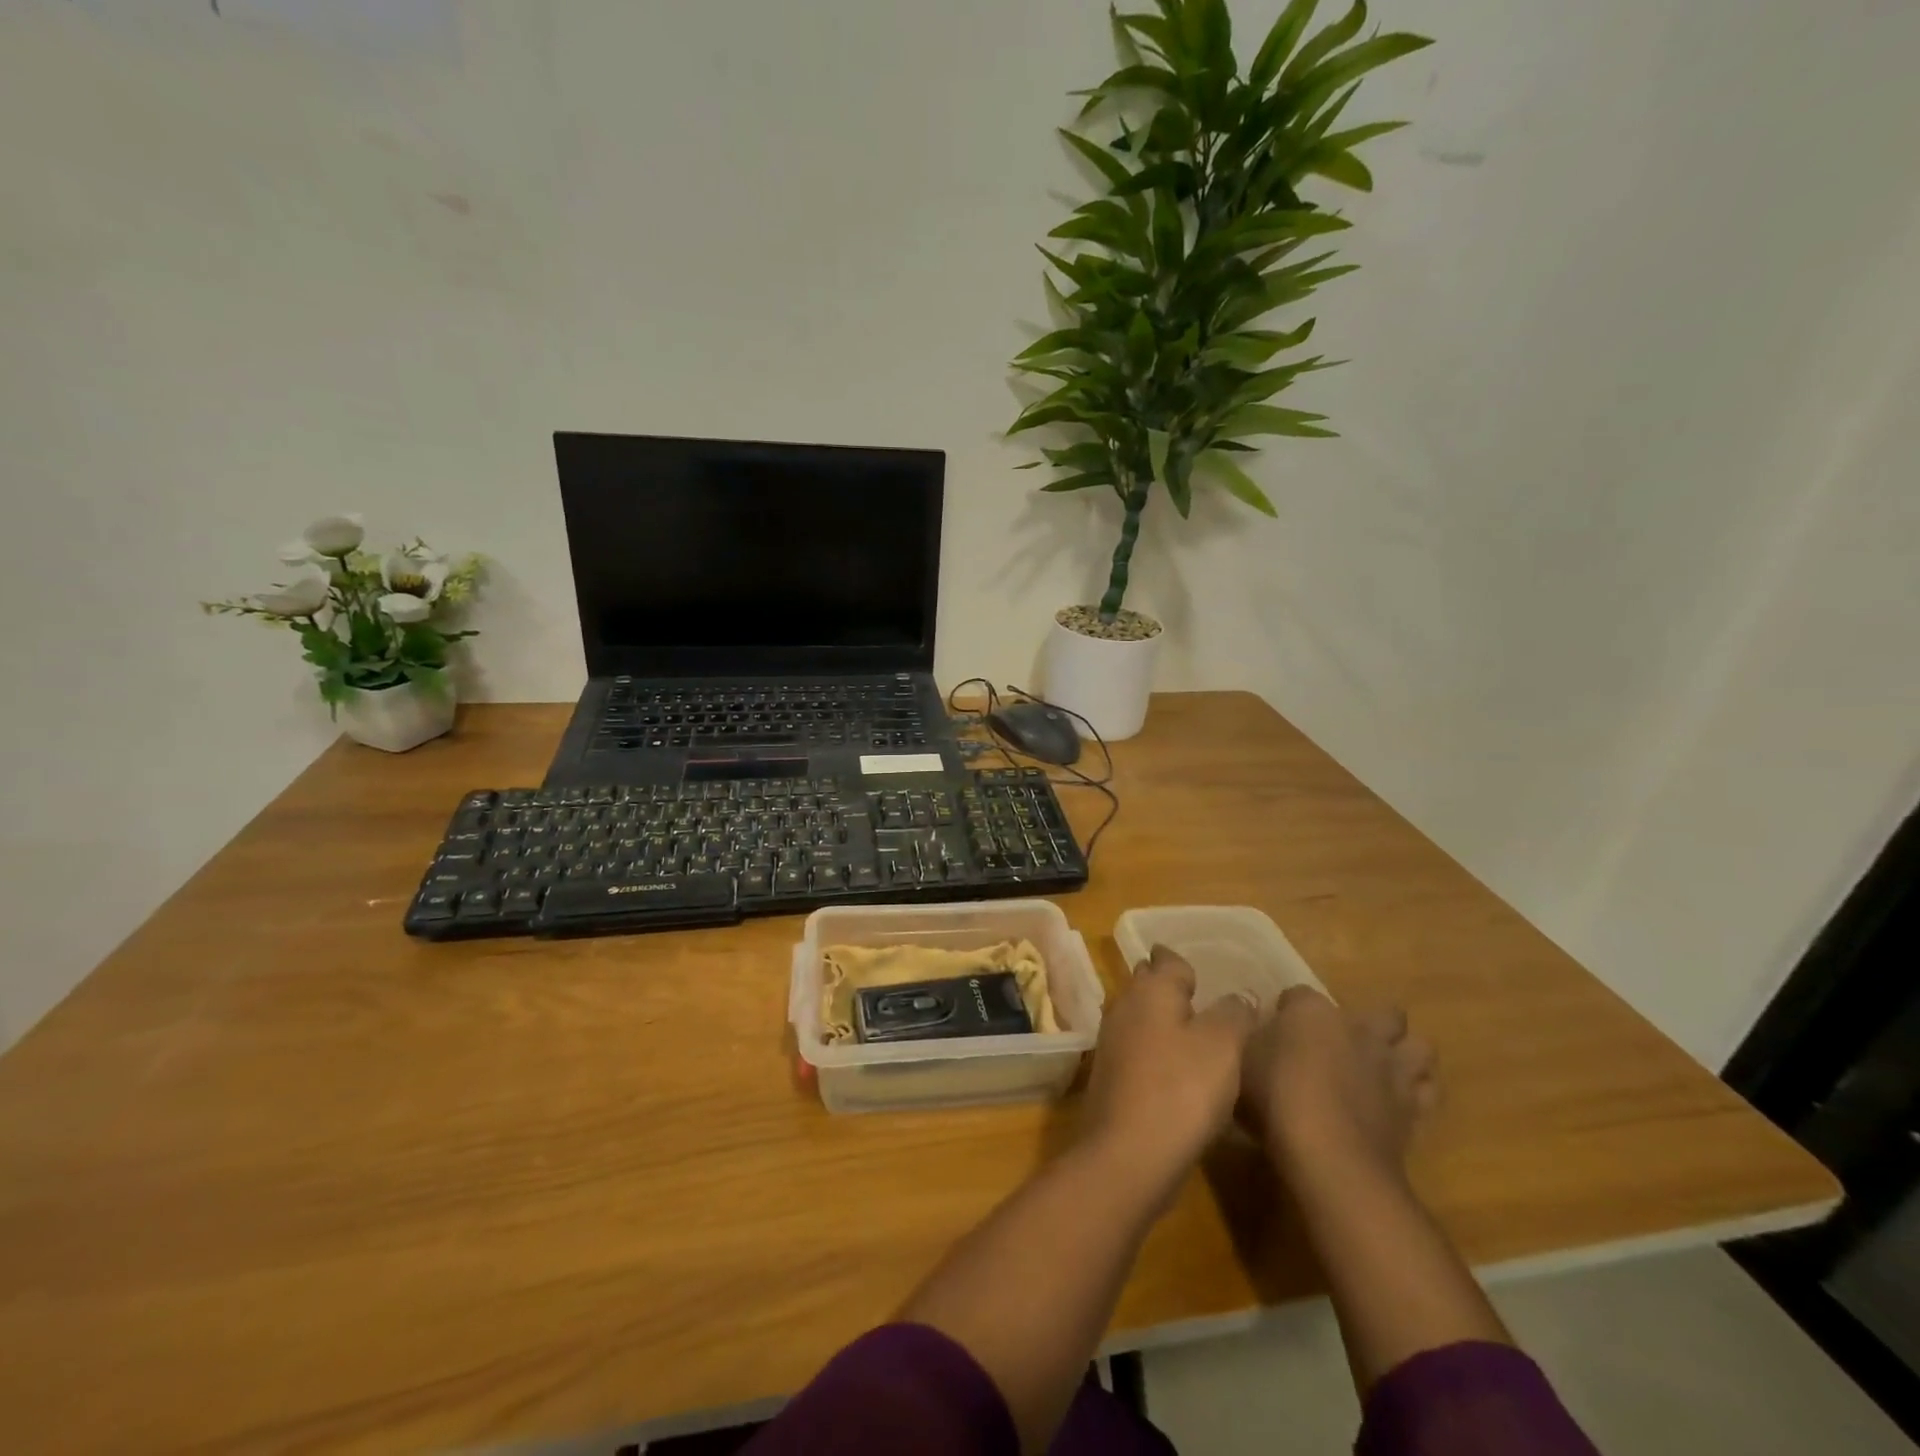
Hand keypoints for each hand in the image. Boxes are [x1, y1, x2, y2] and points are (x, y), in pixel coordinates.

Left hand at [1079, 945, 1256, 1205]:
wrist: (1128, 1154)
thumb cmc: (1182, 1089)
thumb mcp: (1224, 1045)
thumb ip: (1234, 1013)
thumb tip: (1239, 995)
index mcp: (1151, 990)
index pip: (1167, 960)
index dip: (1184, 963)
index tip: (1201, 971)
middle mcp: (1125, 1007)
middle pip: (1147, 985)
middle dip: (1168, 986)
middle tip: (1199, 996)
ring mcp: (1112, 1043)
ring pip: (1140, 1018)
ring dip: (1162, 1020)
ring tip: (1194, 1033)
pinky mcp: (1111, 1078)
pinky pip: (1137, 1050)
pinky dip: (1156, 1051)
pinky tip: (1176, 1071)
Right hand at [1240, 986, 1437, 1180]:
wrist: (1329, 1154)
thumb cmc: (1276, 1097)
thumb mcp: (1241, 1060)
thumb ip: (1252, 1037)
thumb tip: (1256, 1025)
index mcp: (1312, 1012)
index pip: (1299, 994)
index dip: (1289, 1009)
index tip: (1277, 1027)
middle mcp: (1359, 1030)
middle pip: (1384, 1013)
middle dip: (1372, 1022)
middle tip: (1346, 1042)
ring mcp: (1392, 1068)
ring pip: (1421, 1047)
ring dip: (1406, 1053)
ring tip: (1385, 1067)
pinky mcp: (1414, 1109)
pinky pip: (1427, 1091)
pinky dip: (1417, 1092)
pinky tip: (1397, 1102)